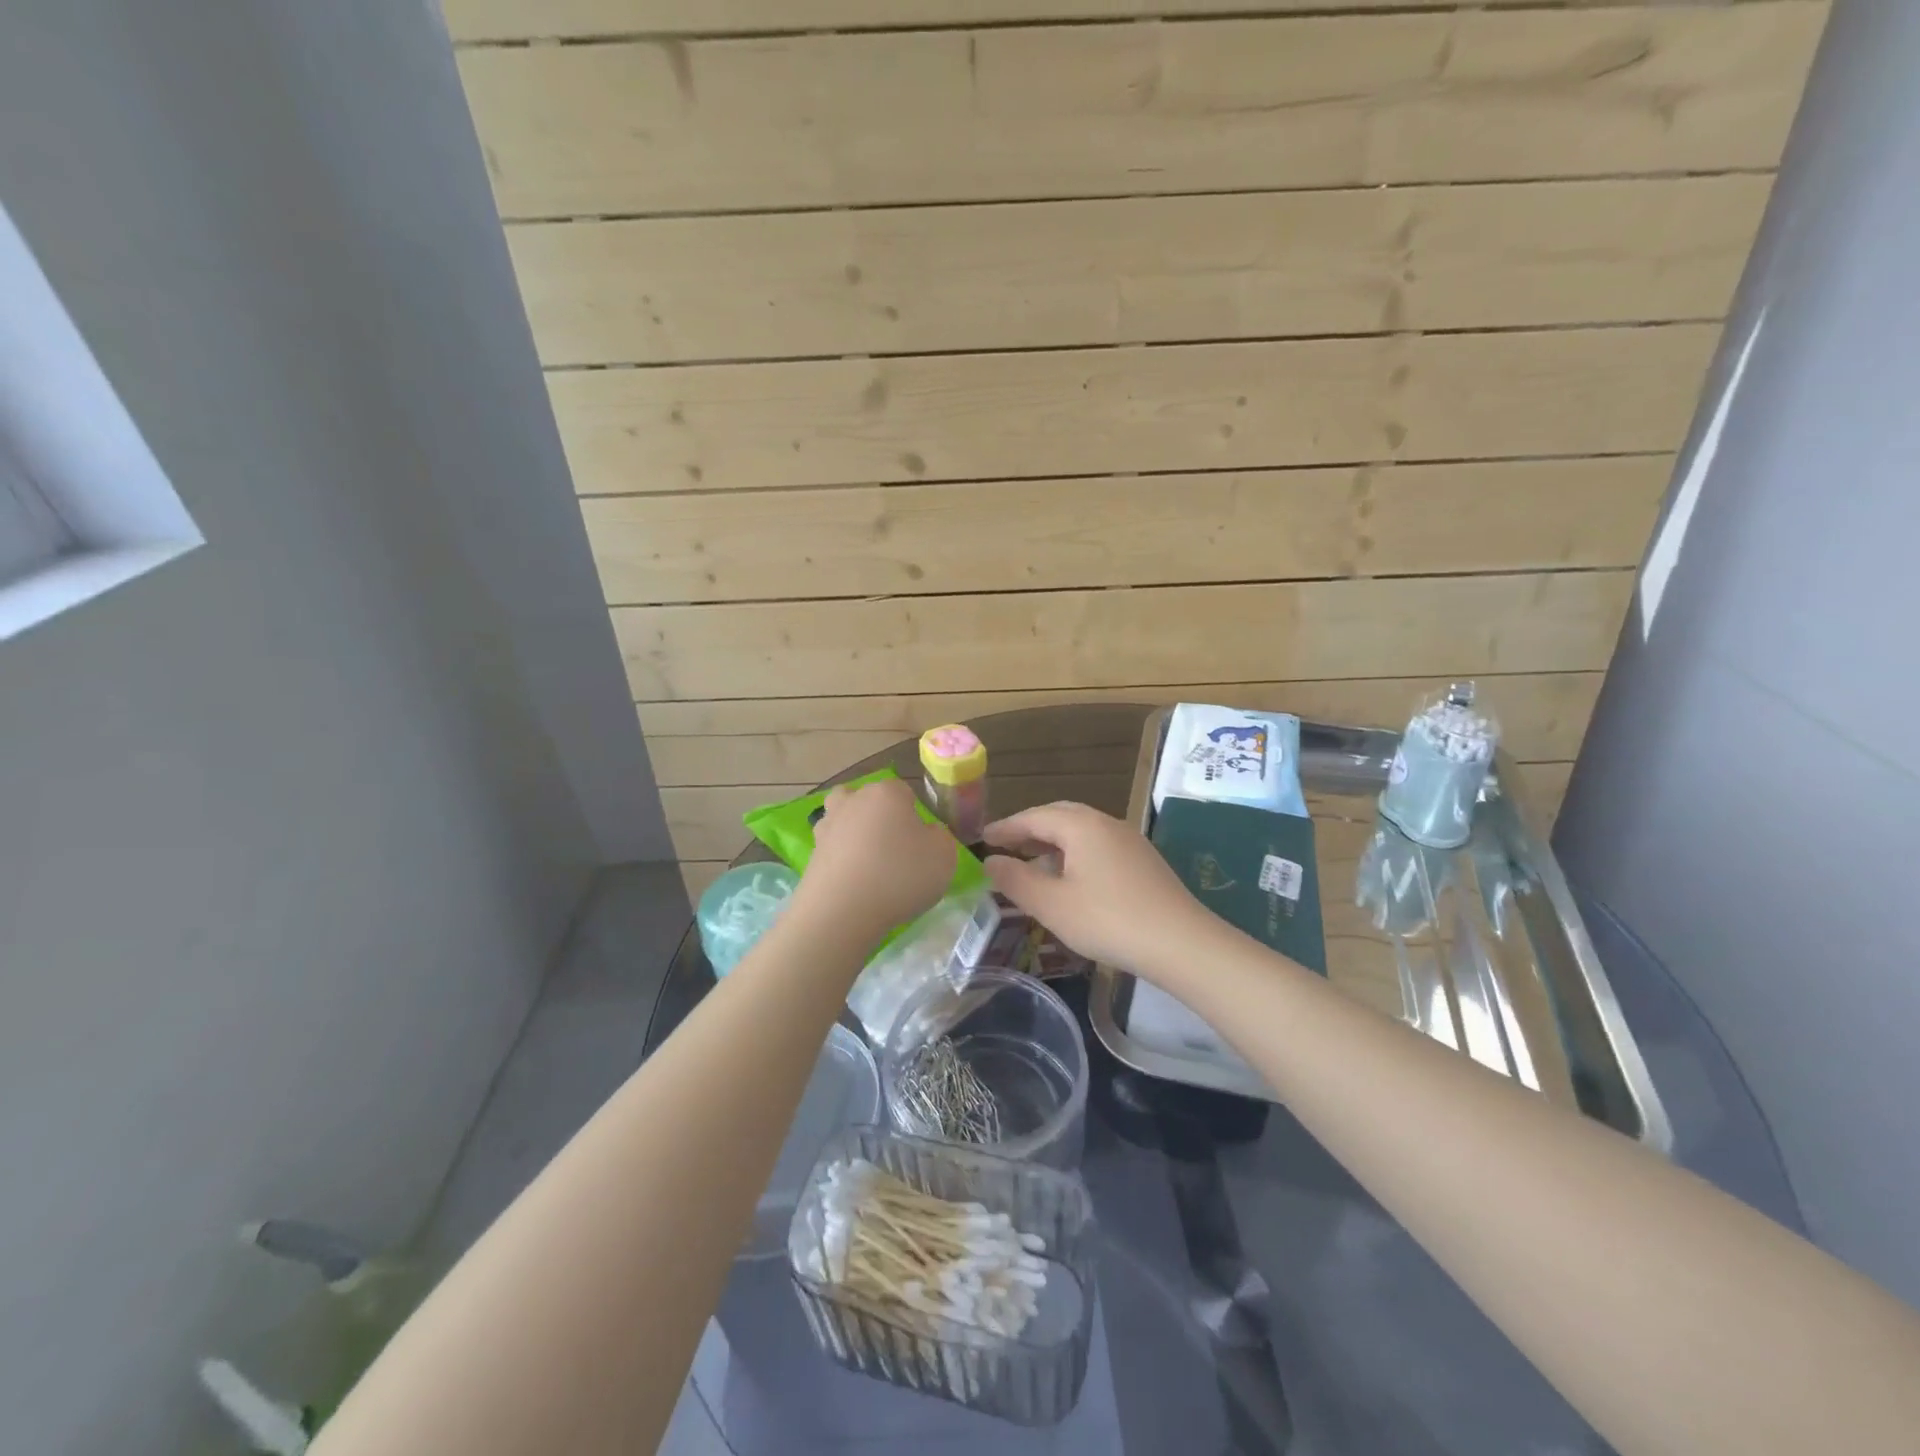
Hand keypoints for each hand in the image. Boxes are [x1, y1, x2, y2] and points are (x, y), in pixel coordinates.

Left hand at [800, 778, 956, 938]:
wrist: (842, 911)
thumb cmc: (900, 875)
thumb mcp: (944, 855)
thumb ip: (939, 837)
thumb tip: (925, 834)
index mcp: (886, 793)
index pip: (904, 792)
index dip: (914, 814)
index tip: (920, 841)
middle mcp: (853, 801)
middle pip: (867, 800)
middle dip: (878, 817)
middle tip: (893, 848)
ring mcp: (827, 827)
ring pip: (843, 820)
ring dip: (854, 835)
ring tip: (869, 864)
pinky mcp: (811, 855)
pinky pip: (832, 850)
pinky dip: (841, 861)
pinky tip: (853, 883)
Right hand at [982, 801, 1208, 978]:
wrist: (1181, 943)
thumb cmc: (1108, 920)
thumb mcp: (1052, 905)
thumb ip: (1016, 880)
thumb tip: (991, 862)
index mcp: (1081, 825)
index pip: (1033, 817)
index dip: (1005, 828)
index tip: (982, 839)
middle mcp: (1105, 823)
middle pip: (1059, 816)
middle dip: (1029, 829)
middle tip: (1005, 846)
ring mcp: (1128, 840)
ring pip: (1081, 831)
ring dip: (1053, 842)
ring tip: (1032, 864)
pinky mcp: (1143, 861)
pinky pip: (1098, 846)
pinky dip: (1074, 854)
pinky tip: (1070, 880)